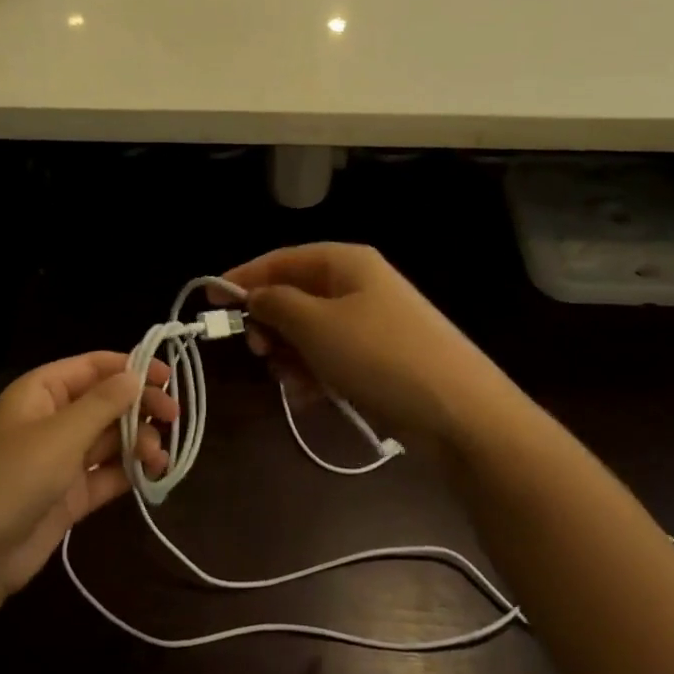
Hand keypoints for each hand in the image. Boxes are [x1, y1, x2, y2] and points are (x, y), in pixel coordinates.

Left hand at [0, 352, 175, 596]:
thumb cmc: (14, 478)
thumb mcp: (61, 434)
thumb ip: (103, 403)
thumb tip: (136, 375)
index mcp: (43, 391)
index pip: (94, 366)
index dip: (131, 367)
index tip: (167, 377)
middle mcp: (54, 418)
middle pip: (106, 401)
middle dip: (140, 407)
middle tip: (174, 416)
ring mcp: (62, 458)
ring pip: (110, 438)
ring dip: (139, 442)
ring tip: (159, 457)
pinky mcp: (71, 493)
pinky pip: (107, 472)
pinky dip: (130, 471)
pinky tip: (154, 474)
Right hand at [214, 243, 516, 448]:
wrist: (462, 414)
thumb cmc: (381, 357)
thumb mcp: (317, 326)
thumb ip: (276, 304)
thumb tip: (254, 294)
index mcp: (346, 263)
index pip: (282, 259)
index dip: (244, 276)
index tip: (211, 299)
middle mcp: (360, 285)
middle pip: (296, 296)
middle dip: (272, 325)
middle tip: (261, 353)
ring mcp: (374, 322)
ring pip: (312, 331)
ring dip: (292, 356)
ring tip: (294, 385)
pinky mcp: (383, 358)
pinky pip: (334, 357)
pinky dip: (317, 373)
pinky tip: (313, 398)